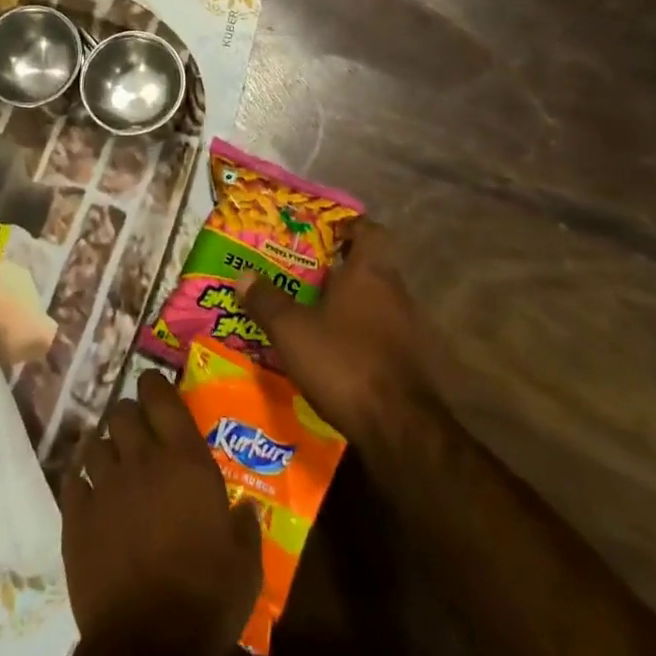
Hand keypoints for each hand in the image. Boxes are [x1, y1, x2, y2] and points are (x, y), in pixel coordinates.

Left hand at [61, 369, 261, 655]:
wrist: (148, 647)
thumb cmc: (205, 600)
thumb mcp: (244, 565)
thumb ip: (245, 527)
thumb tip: (246, 508)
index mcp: (184, 460)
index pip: (161, 398)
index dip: (154, 386)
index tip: (153, 387)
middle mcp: (142, 460)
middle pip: (123, 413)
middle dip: (128, 418)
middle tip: (136, 435)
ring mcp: (105, 486)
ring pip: (95, 444)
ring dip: (104, 450)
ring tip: (110, 464)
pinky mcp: (76, 517)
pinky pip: (72, 481)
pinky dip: (80, 483)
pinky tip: (87, 494)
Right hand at [237, 221, 436, 451]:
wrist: (401, 430)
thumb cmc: (345, 362)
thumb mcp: (293, 331)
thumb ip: (267, 301)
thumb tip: (243, 275)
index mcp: (370, 272)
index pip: (369, 230)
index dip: (347, 226)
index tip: (322, 232)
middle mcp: (395, 292)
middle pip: (370, 266)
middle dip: (340, 268)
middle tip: (305, 275)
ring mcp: (409, 328)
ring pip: (376, 302)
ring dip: (351, 304)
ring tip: (315, 314)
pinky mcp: (412, 362)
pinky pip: (383, 334)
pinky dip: (362, 336)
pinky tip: (336, 353)